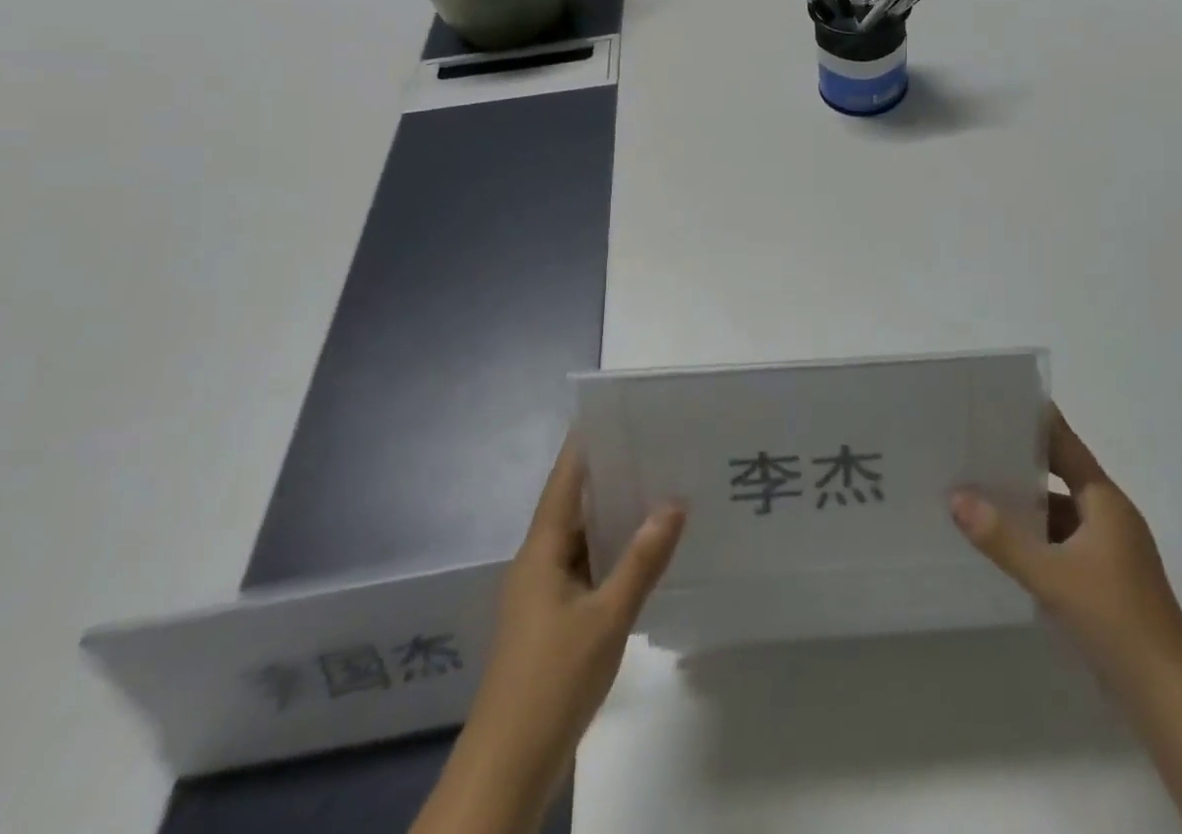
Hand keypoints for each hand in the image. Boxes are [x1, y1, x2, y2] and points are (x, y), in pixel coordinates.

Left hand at [414, 435, 683, 833]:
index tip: (616, 411)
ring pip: (583, 539)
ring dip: (615, 515)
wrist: (507, 770)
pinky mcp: (553, 622)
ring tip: (660, 484)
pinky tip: (645, 549)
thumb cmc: (551, 682)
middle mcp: (538, 564)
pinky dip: (614, 551)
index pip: (564, 482)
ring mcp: (544, 595)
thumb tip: (675, 502)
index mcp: (540, 552)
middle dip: (611, 474)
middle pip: (574, 505)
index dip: (585, 445)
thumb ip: (642, 559)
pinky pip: (587, 568)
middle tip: (656, 443)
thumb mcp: (607, 617)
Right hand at [951, 407, 1181, 694]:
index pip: (1066, 445)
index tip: (1002, 402)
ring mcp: (1110, 551)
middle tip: (976, 449)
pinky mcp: (1106, 582)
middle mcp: (1109, 516)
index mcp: (1104, 500)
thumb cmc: (1115, 618)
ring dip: (1027, 508)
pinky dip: (1038, 541)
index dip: (1037, 422)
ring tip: (979, 496)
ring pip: (1061, 515)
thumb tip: (956, 497)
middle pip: (1061, 477)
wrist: (1168, 695)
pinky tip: (1006, 548)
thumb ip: (1003, 538)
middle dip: (1022, 465)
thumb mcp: (1052, 576)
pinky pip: (1064, 545)